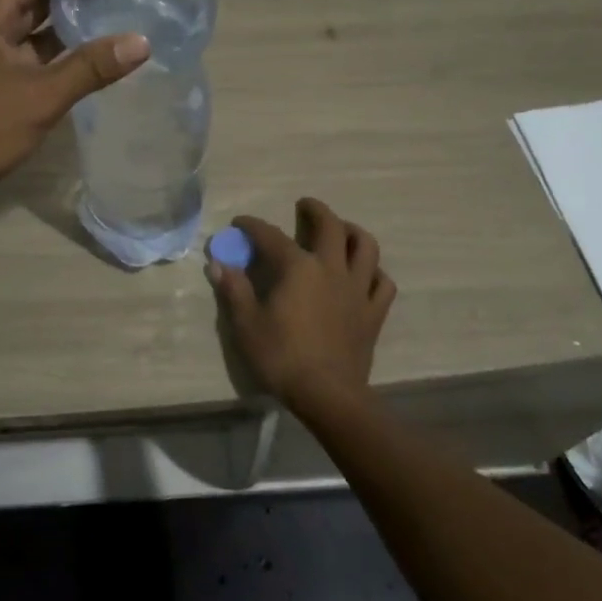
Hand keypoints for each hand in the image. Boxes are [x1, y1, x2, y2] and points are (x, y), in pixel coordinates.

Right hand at [208, 198, 397, 415]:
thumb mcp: (246, 324)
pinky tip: (365, 274)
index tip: (240, 223)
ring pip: (365, 247)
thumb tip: (219, 264)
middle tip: (305, 205)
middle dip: (316, 211)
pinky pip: (382, 283)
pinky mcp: (373, 313)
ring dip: (353, 232)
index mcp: (298, 268)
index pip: (271, 236)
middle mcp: (331, 269)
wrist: (327, 394)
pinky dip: (374, 273)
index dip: (253, 226)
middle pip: (330, 226)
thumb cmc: (281, 357)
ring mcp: (357, 290)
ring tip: (343, 230)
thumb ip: (234, 290)